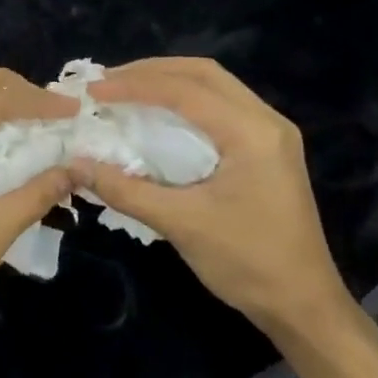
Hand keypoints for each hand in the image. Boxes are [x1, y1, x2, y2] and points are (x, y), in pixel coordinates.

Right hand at [70, 58, 350, 335]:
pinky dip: (186, 104)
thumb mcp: (181, 224)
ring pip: (215, 88)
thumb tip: (75, 166)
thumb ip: (126, 189)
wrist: (303, 305)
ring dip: (169, 83)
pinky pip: (222, 109)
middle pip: (204, 74)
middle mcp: (266, 121)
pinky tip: (159, 116)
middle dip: (152, 72)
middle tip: (108, 82)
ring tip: (126, 91)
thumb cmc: (246, 262)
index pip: (186, 90)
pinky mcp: (268, 150)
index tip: (93, 90)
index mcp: (252, 132)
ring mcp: (271, 135)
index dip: (135, 85)